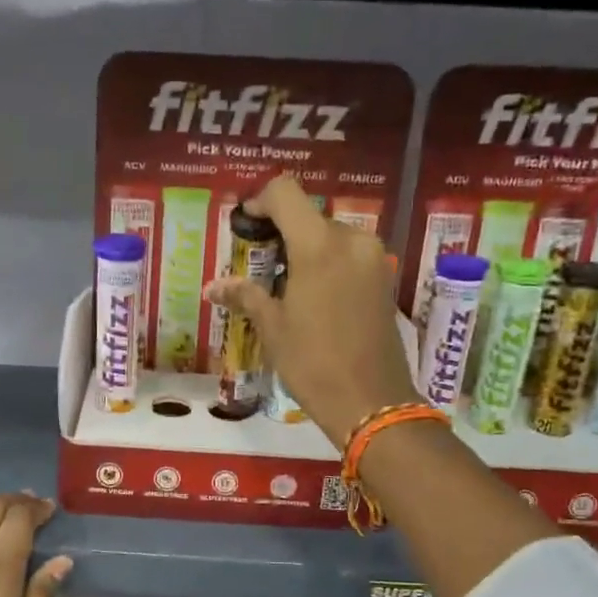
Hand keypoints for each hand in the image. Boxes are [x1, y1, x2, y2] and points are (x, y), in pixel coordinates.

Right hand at [204, 174, 420, 445]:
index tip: (245, 225)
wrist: (371, 402)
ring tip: (283, 284)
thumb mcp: (273, 328)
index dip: (260, 202)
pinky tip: (310, 296)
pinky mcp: (384, 279)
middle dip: (282, 233)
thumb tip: (213, 286)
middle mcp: (352, 240)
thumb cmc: (313, 363)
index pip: (286, 194)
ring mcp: (373, 259)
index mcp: (319, 246)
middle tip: (259, 264)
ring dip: (305, 250)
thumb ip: (246, 295)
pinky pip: (349, 256)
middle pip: (310, 216)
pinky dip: (326, 264)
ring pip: (331, 236)